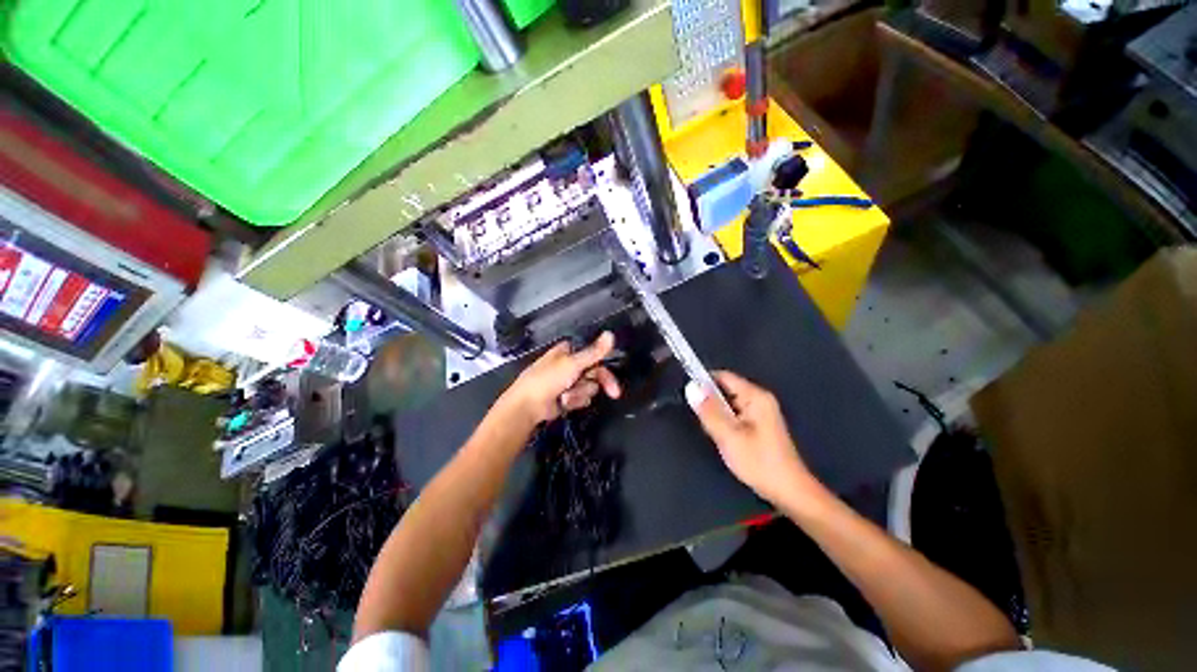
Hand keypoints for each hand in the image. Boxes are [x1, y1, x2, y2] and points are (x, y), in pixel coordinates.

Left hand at [499, 332, 621, 425]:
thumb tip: (611, 334)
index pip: (594, 353)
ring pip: (590, 387)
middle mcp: (570, 365)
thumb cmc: (547, 380)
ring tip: (566, 396)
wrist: (528, 406)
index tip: (613, 371)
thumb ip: (594, 352)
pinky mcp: (568, 397)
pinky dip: (575, 401)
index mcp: (569, 351)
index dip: (604, 363)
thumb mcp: (572, 363)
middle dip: (598, 382)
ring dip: (580, 393)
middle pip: (596, 372)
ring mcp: (569, 382)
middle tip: (614, 392)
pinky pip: (582, 398)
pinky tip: (564, 402)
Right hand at [686, 371, 816, 505]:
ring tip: (716, 434)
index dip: (703, 381)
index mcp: (755, 396)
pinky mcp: (759, 425)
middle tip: (705, 423)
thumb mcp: (728, 436)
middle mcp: (759, 399)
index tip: (688, 395)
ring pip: (728, 404)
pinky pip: (734, 415)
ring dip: (717, 415)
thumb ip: (709, 411)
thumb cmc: (759, 462)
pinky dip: (725, 423)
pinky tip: (725, 439)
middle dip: (710, 403)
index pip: (724, 376)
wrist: (789, 492)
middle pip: (725, 389)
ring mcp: (760, 412)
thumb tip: (691, 387)